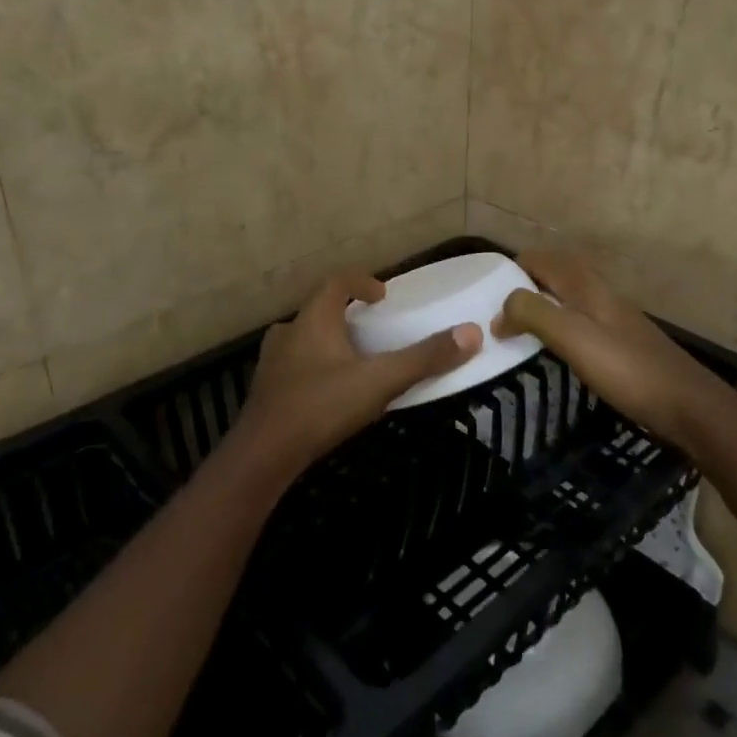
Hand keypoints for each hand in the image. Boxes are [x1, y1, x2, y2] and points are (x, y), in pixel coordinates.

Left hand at [229, 273, 480, 480]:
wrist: (264, 455)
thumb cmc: (321, 406)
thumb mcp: (380, 381)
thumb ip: (424, 358)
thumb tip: (472, 333)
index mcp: (313, 319)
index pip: (336, 283)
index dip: (361, 282)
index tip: (382, 295)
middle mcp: (288, 332)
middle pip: (319, 311)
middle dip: (346, 316)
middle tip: (372, 330)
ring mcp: (272, 362)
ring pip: (303, 339)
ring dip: (328, 342)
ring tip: (353, 361)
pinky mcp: (266, 391)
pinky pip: (295, 367)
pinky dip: (314, 368)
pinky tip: (330, 393)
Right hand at [494, 252, 736, 456]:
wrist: (689, 406)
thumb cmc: (628, 370)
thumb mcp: (574, 338)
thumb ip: (535, 314)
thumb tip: (501, 309)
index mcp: (587, 286)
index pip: (541, 260)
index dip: (512, 268)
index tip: (483, 291)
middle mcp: (600, 294)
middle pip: (556, 273)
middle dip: (525, 282)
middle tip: (496, 309)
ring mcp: (614, 317)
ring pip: (569, 296)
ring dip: (541, 303)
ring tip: (516, 327)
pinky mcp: (622, 342)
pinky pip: (580, 319)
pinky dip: (558, 323)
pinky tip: (553, 348)